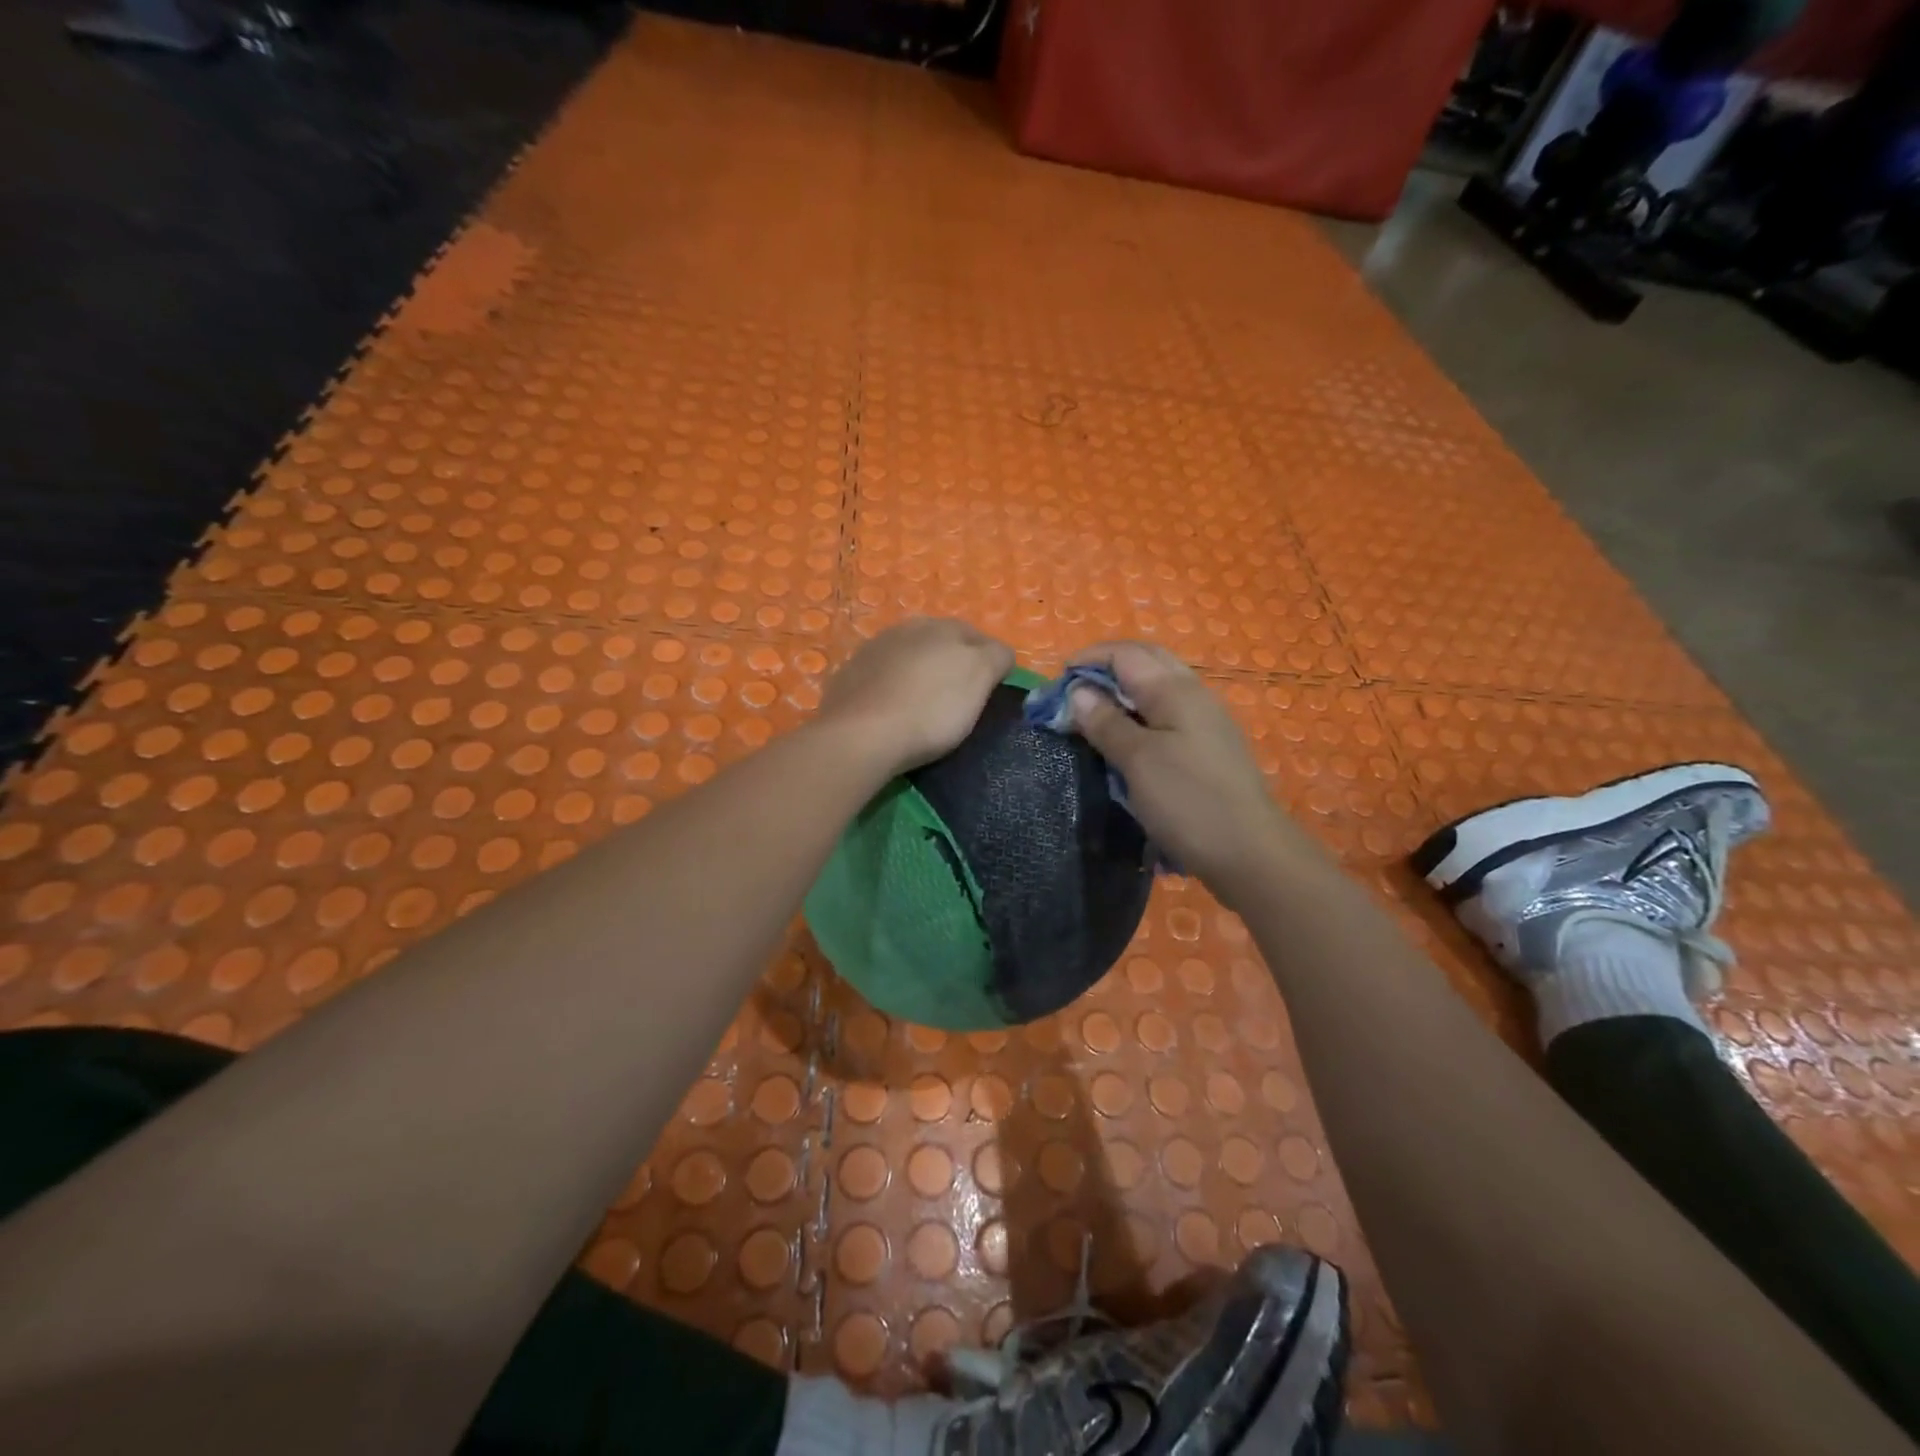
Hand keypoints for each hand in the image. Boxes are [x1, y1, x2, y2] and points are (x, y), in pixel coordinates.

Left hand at [820, 618, 1014, 776]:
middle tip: (959, 697)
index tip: (990, 691)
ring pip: (908, 654)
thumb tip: (999, 654)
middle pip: (941, 641)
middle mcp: (908, 628)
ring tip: (923, 702)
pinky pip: (880, 674)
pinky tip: (890, 708)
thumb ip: (996, 657)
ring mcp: (874, 648)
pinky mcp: (848, 673)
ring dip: (919, 671)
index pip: (980, 637)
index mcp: (944, 627)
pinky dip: (890, 686)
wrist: (860, 735)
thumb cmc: (931, 710)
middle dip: (952, 662)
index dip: (990, 662)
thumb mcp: (978, 679)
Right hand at [1067, 642, 1308, 907]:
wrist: (1250, 853)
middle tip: (1073, 694)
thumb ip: (1106, 722)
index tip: (1056, 683)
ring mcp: (1206, 720)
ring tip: (1094, 715)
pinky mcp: (1209, 746)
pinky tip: (1128, 740)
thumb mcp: (1137, 761)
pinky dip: (1140, 713)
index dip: (1088, 660)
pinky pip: (1168, 712)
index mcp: (1175, 690)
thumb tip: (1078, 690)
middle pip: (1146, 661)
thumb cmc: (1188, 802)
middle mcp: (1194, 694)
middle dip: (1106, 668)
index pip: (1125, 653)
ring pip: (1158, 687)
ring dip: (1123, 691)